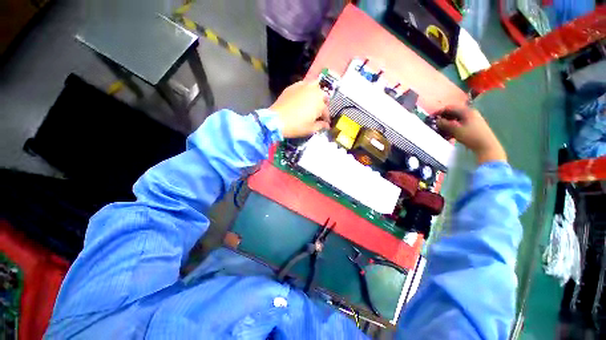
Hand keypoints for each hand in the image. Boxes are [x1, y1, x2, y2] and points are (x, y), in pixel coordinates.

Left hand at [269, 80, 330, 137]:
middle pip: (322, 95)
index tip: (325, 123)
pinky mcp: (293, 86)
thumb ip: (320, 126)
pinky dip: (305, 90)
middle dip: (323, 103)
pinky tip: (302, 97)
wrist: (277, 120)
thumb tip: (326, 125)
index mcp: (320, 104)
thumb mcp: (310, 129)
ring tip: (312, 101)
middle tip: (319, 111)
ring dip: (315, 94)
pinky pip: (303, 85)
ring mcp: (303, 87)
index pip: (326, 111)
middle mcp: (314, 92)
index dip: (326, 118)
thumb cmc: (296, 126)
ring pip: (314, 86)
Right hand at [436, 106, 506, 163]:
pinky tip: (449, 130)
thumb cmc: (471, 136)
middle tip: (435, 122)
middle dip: (443, 116)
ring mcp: (473, 118)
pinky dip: (453, 124)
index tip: (431, 117)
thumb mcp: (455, 130)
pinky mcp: (473, 125)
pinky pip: (460, 122)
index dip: (439, 111)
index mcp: (467, 111)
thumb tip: (436, 120)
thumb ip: (445, 124)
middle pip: (454, 111)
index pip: (450, 107)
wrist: (486, 146)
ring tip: (440, 127)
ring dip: (448, 121)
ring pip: (457, 117)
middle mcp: (470, 112)